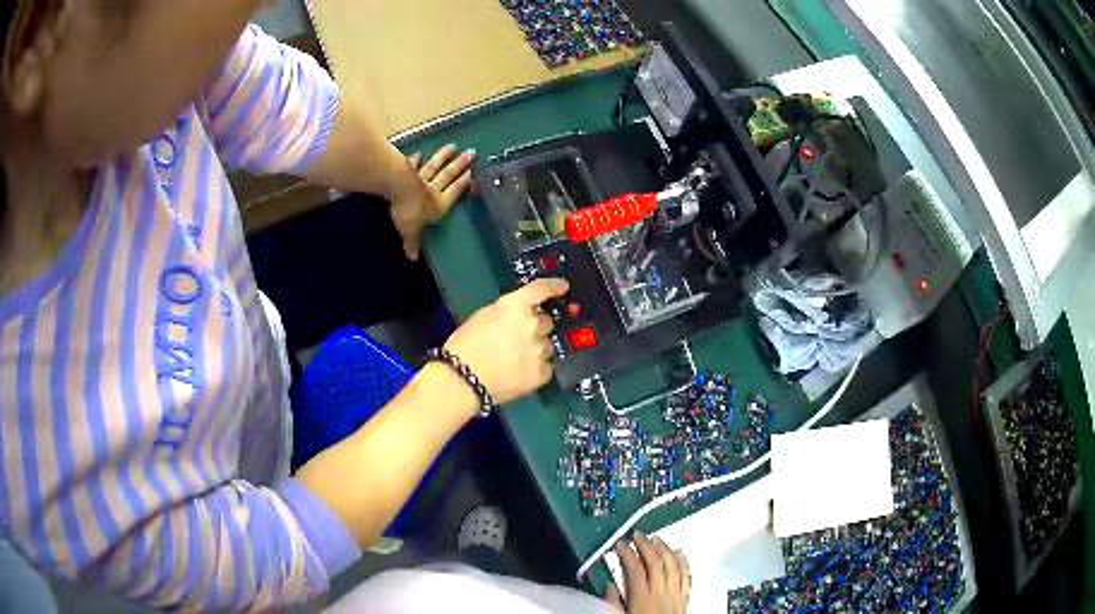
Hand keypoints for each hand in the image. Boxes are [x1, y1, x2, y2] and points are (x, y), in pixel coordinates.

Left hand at [391, 144, 475, 260]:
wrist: (396, 188)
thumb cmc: (409, 211)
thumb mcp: (411, 231)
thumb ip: (413, 242)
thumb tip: (413, 257)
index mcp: (439, 204)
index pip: (454, 193)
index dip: (463, 184)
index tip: (473, 173)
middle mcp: (433, 189)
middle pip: (448, 176)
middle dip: (459, 165)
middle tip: (471, 153)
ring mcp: (420, 178)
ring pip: (434, 167)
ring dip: (443, 157)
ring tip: (452, 146)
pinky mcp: (406, 171)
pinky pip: (413, 166)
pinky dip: (415, 161)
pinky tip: (418, 154)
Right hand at [443, 278, 568, 404]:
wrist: (463, 380)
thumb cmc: (465, 345)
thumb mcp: (484, 316)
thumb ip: (508, 312)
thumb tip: (520, 314)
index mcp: (516, 306)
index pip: (542, 289)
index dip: (554, 286)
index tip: (562, 286)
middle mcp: (533, 325)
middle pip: (546, 322)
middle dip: (536, 328)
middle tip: (518, 339)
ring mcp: (540, 350)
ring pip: (547, 345)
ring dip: (537, 349)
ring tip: (516, 359)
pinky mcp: (542, 373)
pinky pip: (546, 367)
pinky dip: (537, 369)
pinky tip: (520, 373)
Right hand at [606, 534, 690, 613]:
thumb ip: (613, 603)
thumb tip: (610, 586)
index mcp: (642, 599)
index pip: (634, 569)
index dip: (627, 553)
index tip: (620, 545)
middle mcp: (661, 594)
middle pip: (656, 562)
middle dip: (646, 545)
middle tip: (637, 536)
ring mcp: (676, 594)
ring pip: (673, 564)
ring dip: (664, 548)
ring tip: (655, 539)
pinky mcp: (685, 598)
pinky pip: (686, 574)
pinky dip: (682, 560)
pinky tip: (678, 552)